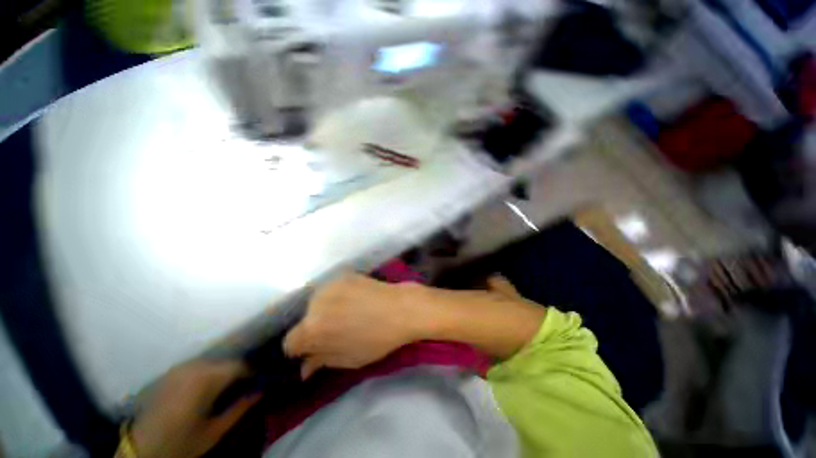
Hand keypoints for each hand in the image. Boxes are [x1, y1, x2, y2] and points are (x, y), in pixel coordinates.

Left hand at [130, 360, 261, 457]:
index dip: (254, 372)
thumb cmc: (180, 442)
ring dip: (225, 371)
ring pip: (214, 362)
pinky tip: (210, 387)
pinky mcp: (172, 372)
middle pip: (227, 362)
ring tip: (231, 387)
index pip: (240, 366)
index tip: (262, 380)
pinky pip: (200, 366)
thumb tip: (262, 391)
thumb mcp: (214, 431)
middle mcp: (195, 367)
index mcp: (206, 379)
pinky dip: (211, 373)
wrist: (139, 448)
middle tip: (248, 385)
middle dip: (240, 371)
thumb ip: (240, 408)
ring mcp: (181, 368)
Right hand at [283, 274, 421, 378]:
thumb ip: (321, 361)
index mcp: (312, 329)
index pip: (290, 343)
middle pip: (304, 320)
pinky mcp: (343, 274)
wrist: (401, 308)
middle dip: (314, 328)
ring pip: (316, 303)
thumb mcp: (348, 359)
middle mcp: (315, 304)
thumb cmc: (377, 340)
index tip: (315, 350)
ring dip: (324, 310)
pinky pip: (331, 289)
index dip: (302, 349)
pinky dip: (336, 296)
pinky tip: (353, 299)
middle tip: (336, 330)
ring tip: (346, 312)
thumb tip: (304, 367)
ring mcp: (330, 285)